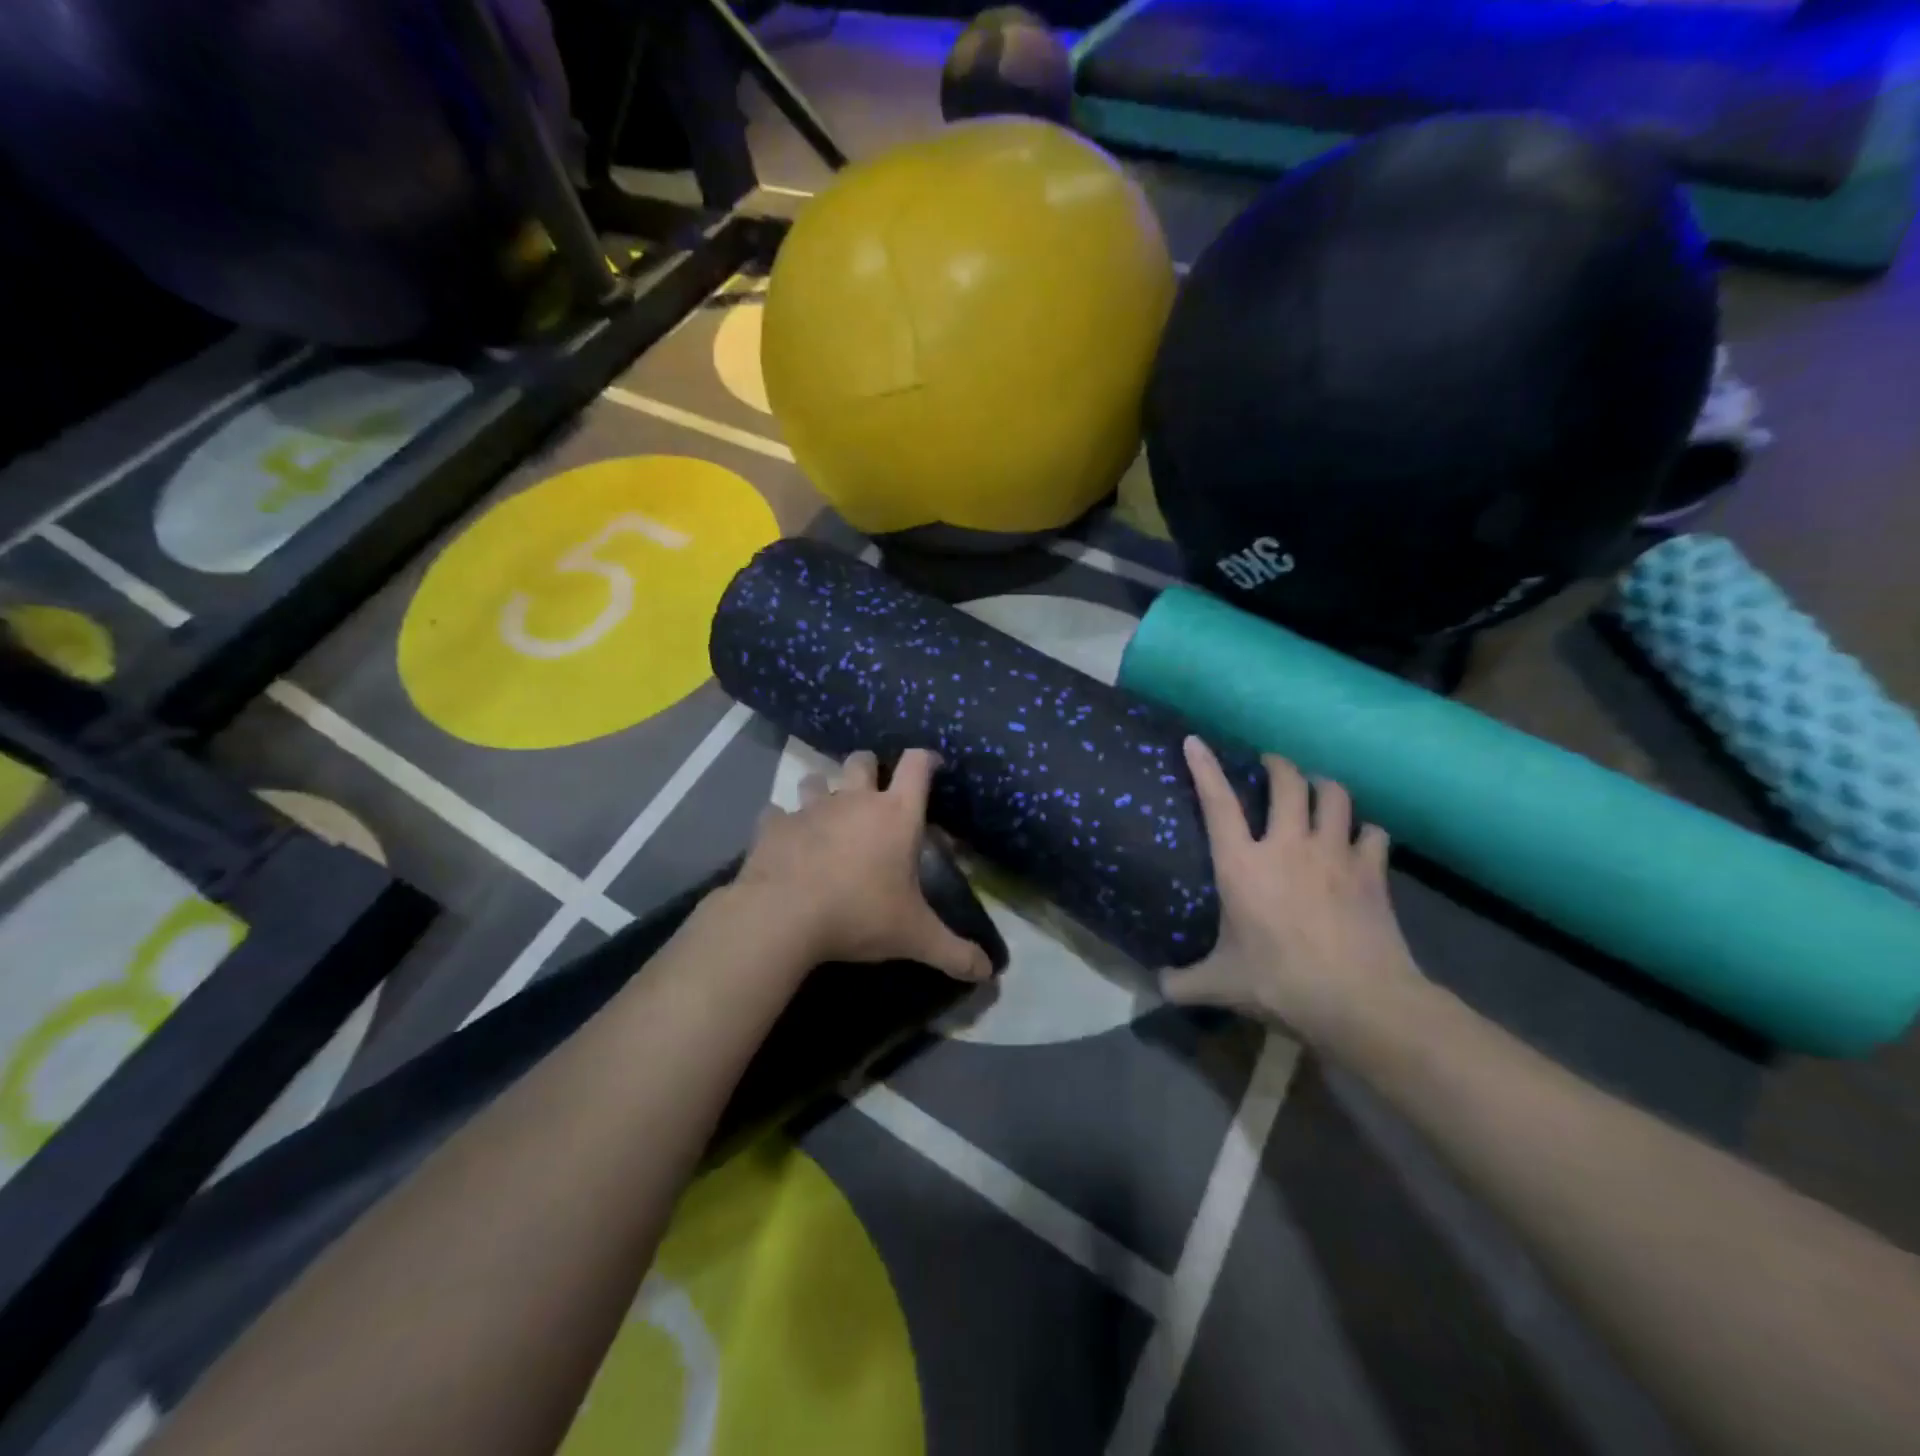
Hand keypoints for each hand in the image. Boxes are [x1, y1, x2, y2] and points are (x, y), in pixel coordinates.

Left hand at [734, 748, 992, 982]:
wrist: (783, 917)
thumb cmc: (859, 915)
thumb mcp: (914, 937)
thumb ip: (954, 952)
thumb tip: (989, 972)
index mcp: (895, 815)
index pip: (917, 765)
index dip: (927, 759)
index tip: (933, 766)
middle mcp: (854, 800)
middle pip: (863, 760)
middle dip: (870, 769)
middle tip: (874, 794)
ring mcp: (810, 808)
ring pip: (816, 779)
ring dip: (823, 790)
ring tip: (827, 816)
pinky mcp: (774, 825)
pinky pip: (777, 812)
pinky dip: (783, 822)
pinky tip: (786, 840)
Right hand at [1163, 737, 1423, 1044]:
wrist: (1360, 1000)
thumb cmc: (1280, 983)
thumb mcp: (1220, 985)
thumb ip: (1183, 982)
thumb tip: (1157, 985)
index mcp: (1243, 864)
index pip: (1218, 802)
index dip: (1204, 767)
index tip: (1195, 741)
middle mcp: (1288, 846)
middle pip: (1287, 782)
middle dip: (1278, 765)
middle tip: (1270, 766)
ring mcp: (1335, 854)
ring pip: (1334, 795)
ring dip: (1323, 787)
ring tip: (1316, 791)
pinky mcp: (1372, 871)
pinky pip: (1373, 833)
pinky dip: (1365, 831)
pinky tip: (1360, 840)